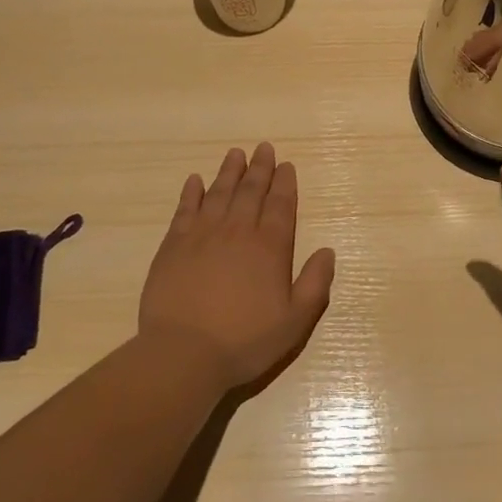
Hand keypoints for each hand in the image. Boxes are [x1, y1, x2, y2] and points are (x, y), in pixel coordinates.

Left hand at [137, 143, 336, 391]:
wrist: (183, 354)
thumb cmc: (245, 341)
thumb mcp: (294, 322)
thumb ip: (315, 284)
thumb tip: (327, 251)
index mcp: (270, 247)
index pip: (281, 206)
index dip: (285, 184)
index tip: (286, 165)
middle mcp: (238, 231)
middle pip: (251, 191)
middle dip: (260, 168)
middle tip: (264, 148)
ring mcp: (203, 235)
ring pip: (219, 192)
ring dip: (229, 171)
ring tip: (236, 153)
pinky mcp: (174, 244)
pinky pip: (185, 209)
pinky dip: (192, 192)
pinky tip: (195, 180)